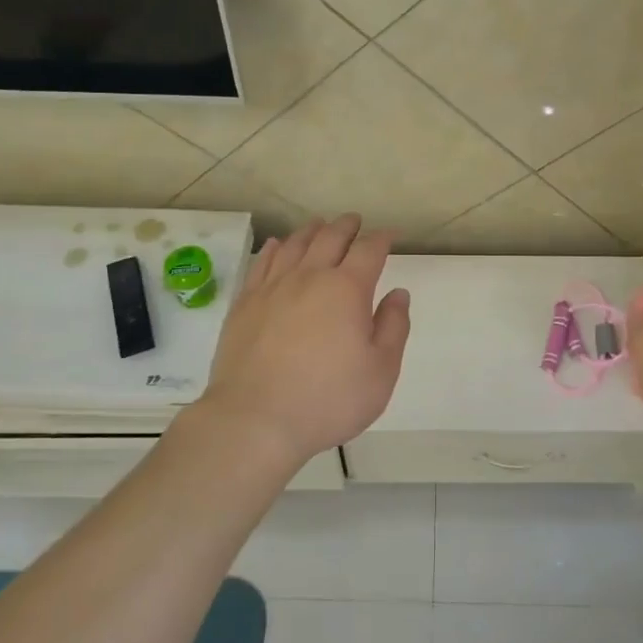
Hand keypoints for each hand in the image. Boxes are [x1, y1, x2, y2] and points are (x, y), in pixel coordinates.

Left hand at [198, 215, 410, 464]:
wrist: (255, 420)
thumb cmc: (328, 400)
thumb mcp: (380, 371)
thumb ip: (393, 327)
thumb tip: (397, 294)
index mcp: (347, 289)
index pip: (369, 250)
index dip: (382, 239)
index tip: (389, 236)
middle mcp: (310, 277)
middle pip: (330, 238)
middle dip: (347, 226)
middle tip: (355, 222)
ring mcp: (273, 287)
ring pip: (295, 245)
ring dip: (312, 231)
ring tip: (320, 226)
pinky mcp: (245, 303)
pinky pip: (262, 263)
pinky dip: (275, 248)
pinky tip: (279, 246)